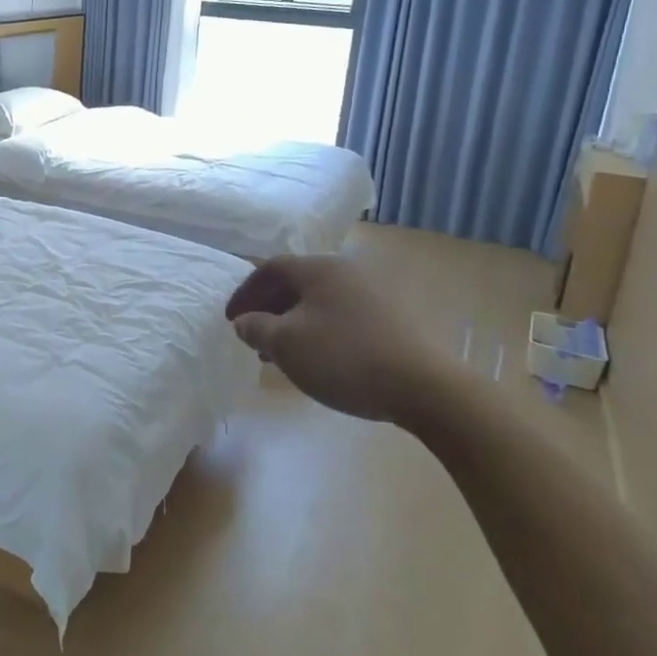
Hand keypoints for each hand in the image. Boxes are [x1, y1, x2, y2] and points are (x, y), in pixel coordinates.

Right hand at [225, 255, 454, 425]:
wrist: (425, 387)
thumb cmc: (344, 357)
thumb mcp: (286, 344)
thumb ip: (257, 328)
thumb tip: (246, 321)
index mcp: (319, 268)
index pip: (270, 268)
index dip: (245, 292)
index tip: (231, 319)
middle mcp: (347, 271)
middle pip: (296, 282)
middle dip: (269, 308)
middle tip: (252, 336)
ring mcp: (375, 294)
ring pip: (320, 302)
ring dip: (293, 322)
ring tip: (281, 353)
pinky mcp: (394, 319)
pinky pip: (342, 316)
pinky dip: (320, 330)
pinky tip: (318, 358)